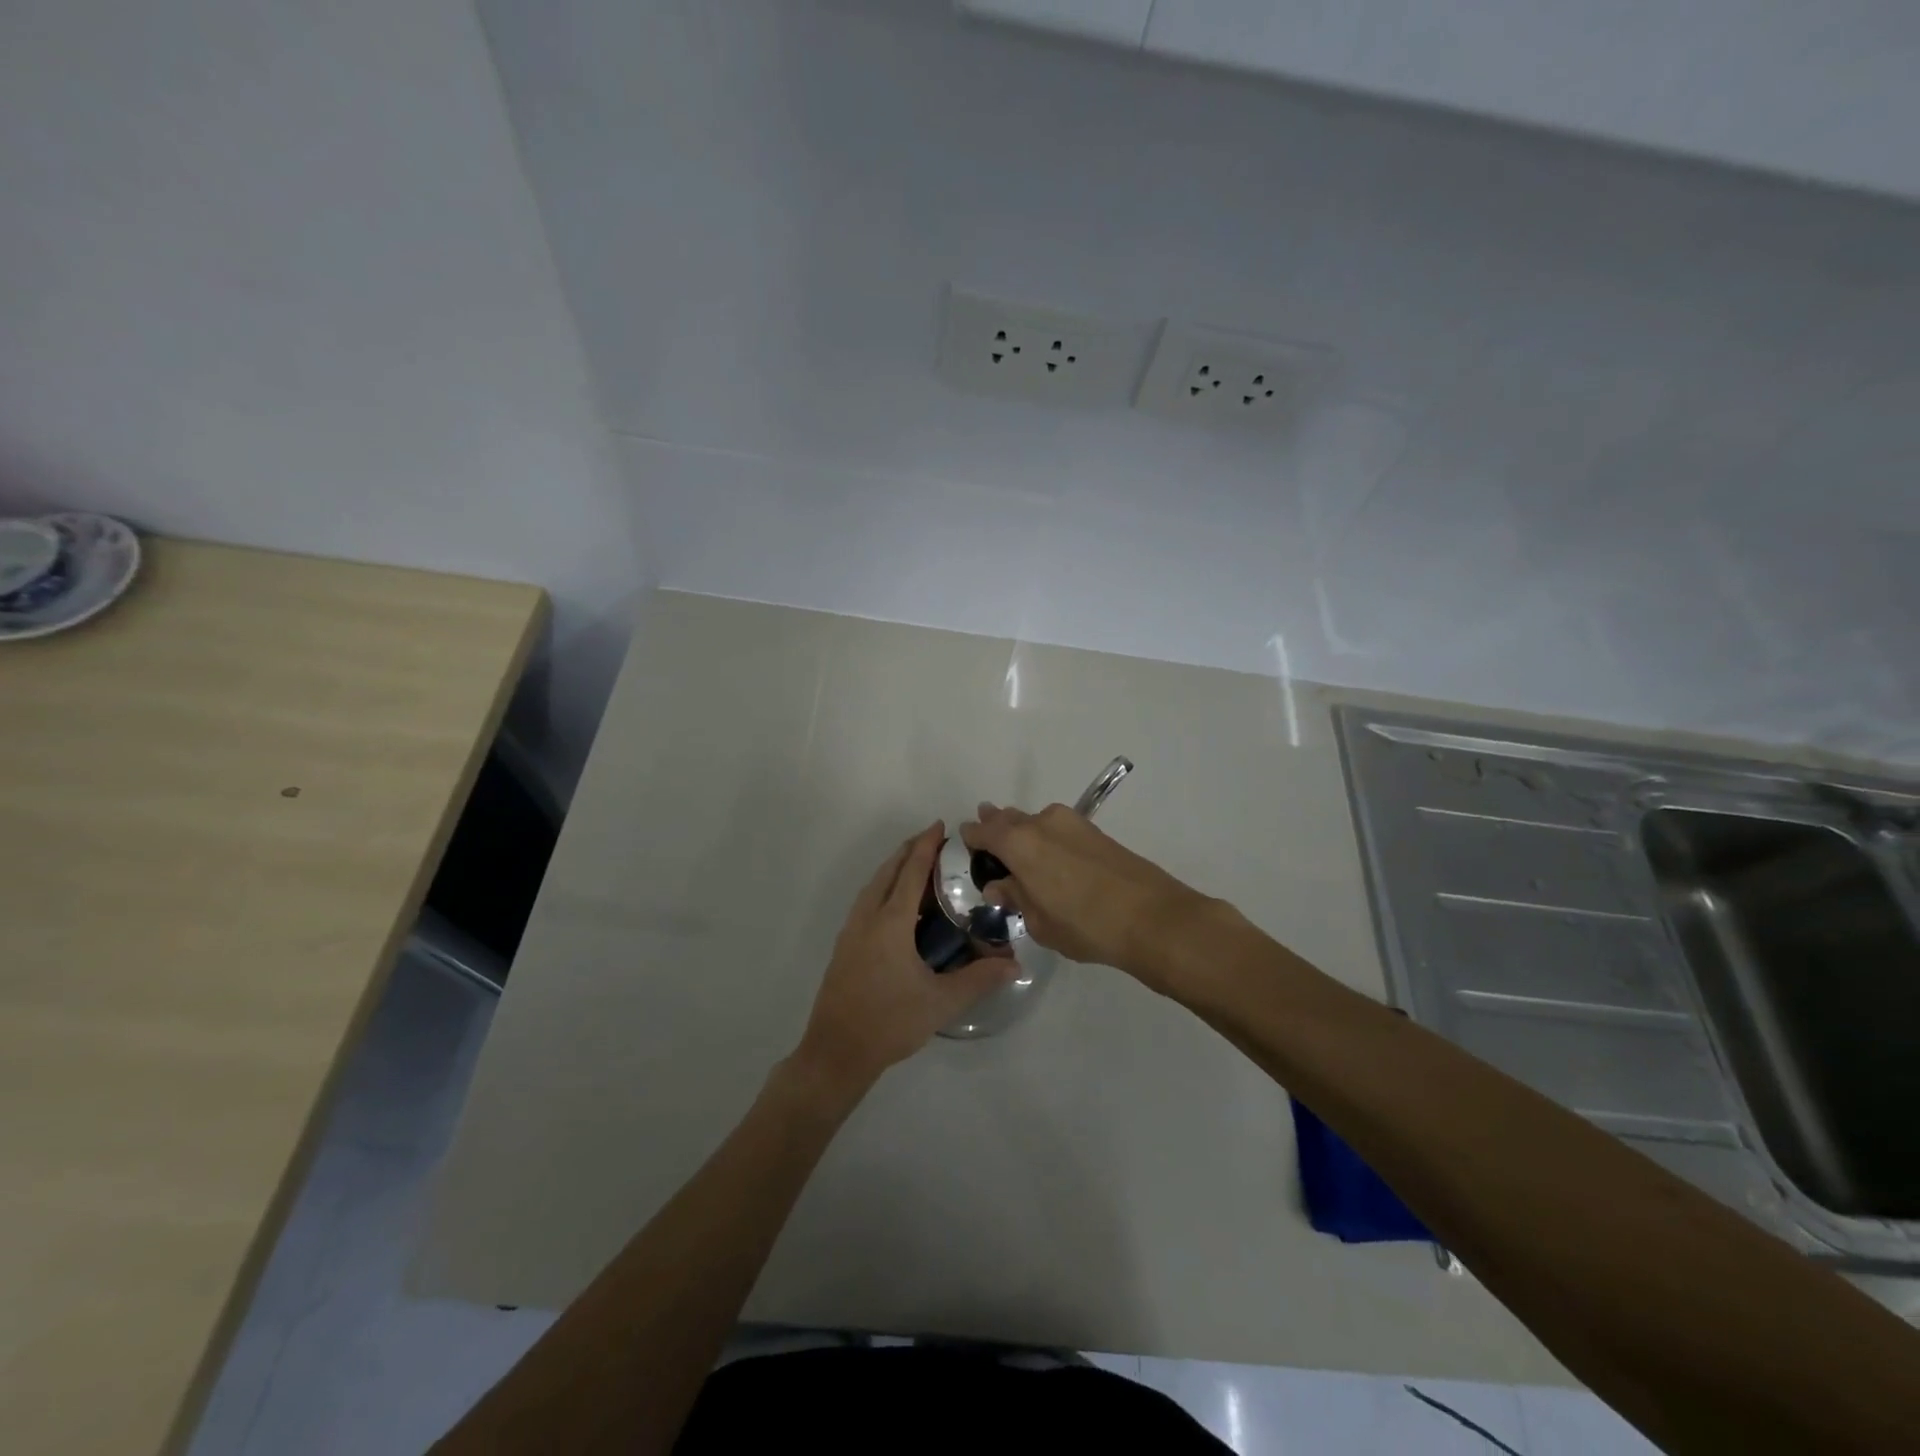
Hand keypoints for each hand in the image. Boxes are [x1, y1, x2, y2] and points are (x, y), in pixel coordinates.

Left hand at [793, 822, 1018, 1095]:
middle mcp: (867, 918)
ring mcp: (851, 931)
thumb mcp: (941, 1002)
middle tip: (933, 840)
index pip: (911, 872)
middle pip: (888, 871)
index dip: (926, 846)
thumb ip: (979, 979)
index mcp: (890, 922)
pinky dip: (883, 888)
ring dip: (894, 868)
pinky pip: (866, 902)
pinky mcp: (844, 947)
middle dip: (909, 850)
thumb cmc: (890, 1022)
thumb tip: (1015, 964)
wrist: (836, 1052)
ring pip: (873, 886)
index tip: (940, 826)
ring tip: (916, 865)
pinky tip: (897, 905)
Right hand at [961, 802, 1210, 981]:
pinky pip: (1057, 828)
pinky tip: (1049, 857)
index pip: (983, 831)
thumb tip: (1001, 886)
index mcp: (1018, 843)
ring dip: (1023, 831)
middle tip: (986, 838)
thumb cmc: (1084, 925)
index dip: (971, 837)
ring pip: (1035, 821)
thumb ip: (1016, 898)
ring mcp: (1071, 823)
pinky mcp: (1094, 831)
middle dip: (996, 826)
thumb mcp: (1039, 922)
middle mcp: (1040, 822)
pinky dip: (1046, 837)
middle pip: (1008, 818)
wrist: (1151, 917)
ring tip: (1018, 850)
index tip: (965, 843)